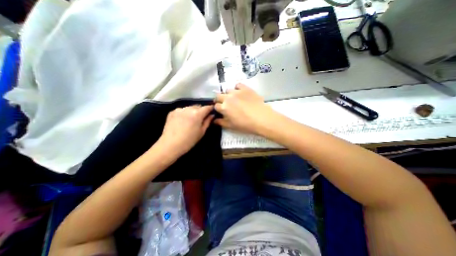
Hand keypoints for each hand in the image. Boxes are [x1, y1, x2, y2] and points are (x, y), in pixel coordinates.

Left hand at [158, 105, 214, 156]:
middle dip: (201, 110)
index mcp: (197, 114)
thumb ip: (207, 122)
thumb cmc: (189, 140)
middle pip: (198, 106)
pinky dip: (184, 113)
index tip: (212, 111)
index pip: (207, 107)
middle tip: (201, 118)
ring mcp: (179, 109)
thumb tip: (212, 115)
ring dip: (192, 111)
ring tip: (191, 120)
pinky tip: (182, 121)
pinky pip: (182, 110)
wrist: (170, 145)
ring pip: (189, 108)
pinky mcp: (172, 112)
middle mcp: (188, 109)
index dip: (210, 108)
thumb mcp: (201, 132)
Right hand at [213, 84, 273, 135]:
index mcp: (224, 107)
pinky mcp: (245, 88)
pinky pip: (238, 85)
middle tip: (225, 104)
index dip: (218, 108)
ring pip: (227, 90)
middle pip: (218, 96)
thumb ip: (221, 122)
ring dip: (228, 94)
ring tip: (234, 98)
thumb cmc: (245, 124)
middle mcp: (228, 98)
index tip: (221, 110)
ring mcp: (236, 92)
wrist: (261, 118)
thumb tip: (214, 120)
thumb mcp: (231, 126)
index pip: (216, 106)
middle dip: (219, 100)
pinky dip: (237, 88)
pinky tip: (240, 92)